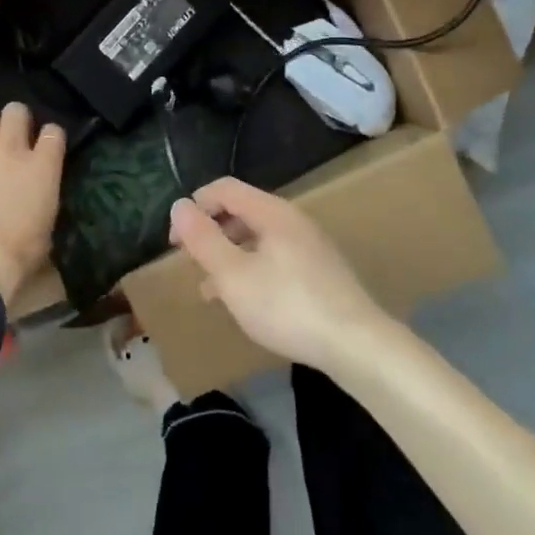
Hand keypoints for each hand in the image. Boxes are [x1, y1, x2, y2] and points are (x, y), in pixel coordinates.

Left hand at [0, 102, 66, 302]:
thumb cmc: (17, 256)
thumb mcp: (47, 230)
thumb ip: (44, 202)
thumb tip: (38, 201)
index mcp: (42, 167)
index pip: (53, 132)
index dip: (49, 137)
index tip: (45, 147)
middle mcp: (9, 150)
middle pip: (16, 111)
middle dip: (16, 121)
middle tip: (12, 139)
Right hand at [169, 177, 386, 371]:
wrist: (358, 346)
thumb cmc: (287, 307)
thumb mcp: (233, 276)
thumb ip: (203, 239)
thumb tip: (179, 205)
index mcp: (272, 212)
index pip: (224, 188)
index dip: (194, 207)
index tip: (176, 242)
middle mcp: (292, 220)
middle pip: (241, 211)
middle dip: (211, 233)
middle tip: (192, 265)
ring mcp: (310, 245)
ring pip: (257, 238)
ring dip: (229, 255)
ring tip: (211, 290)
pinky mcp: (320, 271)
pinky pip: (275, 257)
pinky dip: (252, 270)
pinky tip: (246, 302)